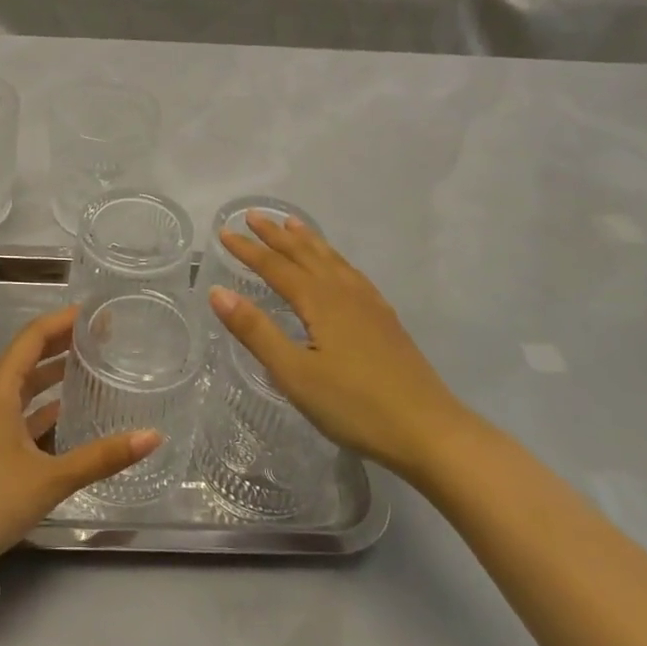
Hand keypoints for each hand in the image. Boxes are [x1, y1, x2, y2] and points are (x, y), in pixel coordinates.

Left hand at [0, 307, 161, 564]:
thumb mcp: (51, 478)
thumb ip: (102, 457)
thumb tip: (153, 436)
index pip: (34, 337)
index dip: (64, 321)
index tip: (95, 313)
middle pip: (29, 356)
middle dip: (63, 343)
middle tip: (101, 338)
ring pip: (23, 385)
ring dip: (53, 374)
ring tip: (90, 368)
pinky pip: (17, 411)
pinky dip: (42, 406)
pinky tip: (67, 415)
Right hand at [208, 214, 466, 475]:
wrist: (428, 430)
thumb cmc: (354, 405)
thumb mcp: (294, 373)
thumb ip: (256, 331)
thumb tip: (218, 291)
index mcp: (320, 301)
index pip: (276, 266)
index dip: (248, 250)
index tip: (223, 232)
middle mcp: (345, 293)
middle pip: (305, 254)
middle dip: (277, 234)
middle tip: (253, 215)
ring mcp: (370, 304)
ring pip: (332, 260)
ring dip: (308, 240)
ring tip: (293, 224)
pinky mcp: (385, 320)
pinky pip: (351, 273)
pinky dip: (334, 259)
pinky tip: (337, 268)